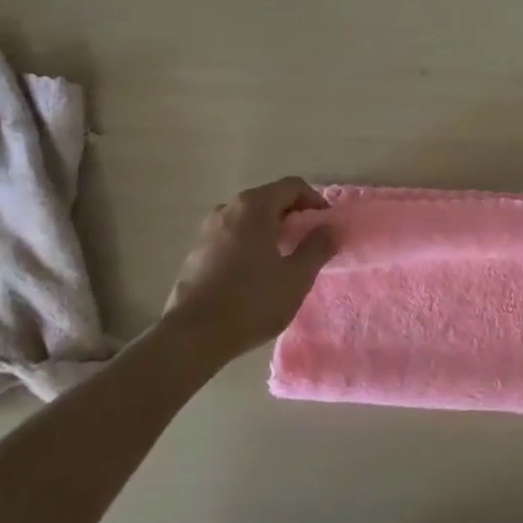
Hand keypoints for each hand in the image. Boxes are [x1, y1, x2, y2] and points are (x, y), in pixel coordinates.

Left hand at [155, 177, 335, 372]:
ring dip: (271, 229)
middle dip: (293, 215)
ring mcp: (208, 230)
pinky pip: (233, 235)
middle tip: (309, 241)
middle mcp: (228, 209)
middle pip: (269, 199)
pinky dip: (251, 242)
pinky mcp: (197, 252)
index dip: (315, 201)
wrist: (193, 336)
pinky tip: (257, 271)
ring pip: (249, 218)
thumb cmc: (252, 301)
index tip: (326, 225)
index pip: (292, 186)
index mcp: (254, 207)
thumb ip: (318, 247)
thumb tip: (329, 229)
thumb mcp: (297, 277)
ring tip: (284, 256)